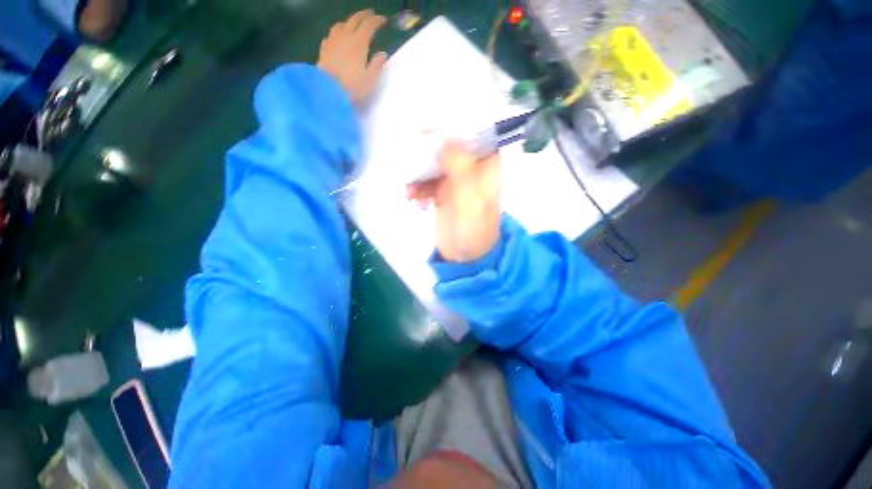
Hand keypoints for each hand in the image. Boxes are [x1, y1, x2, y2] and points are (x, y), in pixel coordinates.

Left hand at [317, 10, 387, 104]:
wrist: (327, 91)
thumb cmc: (352, 86)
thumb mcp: (370, 79)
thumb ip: (377, 65)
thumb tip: (382, 54)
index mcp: (359, 43)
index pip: (369, 25)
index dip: (376, 21)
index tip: (383, 20)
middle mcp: (345, 37)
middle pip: (354, 20)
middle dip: (364, 15)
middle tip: (370, 14)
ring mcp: (332, 42)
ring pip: (341, 25)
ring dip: (349, 22)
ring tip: (353, 25)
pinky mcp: (324, 50)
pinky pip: (331, 36)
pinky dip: (337, 33)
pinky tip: (337, 38)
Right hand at [407, 141, 501, 262]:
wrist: (465, 258)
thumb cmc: (474, 229)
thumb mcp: (471, 198)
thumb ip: (461, 167)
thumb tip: (448, 137)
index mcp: (486, 166)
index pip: (472, 135)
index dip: (451, 130)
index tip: (428, 135)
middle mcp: (471, 169)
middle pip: (447, 148)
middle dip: (427, 155)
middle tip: (413, 161)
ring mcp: (455, 181)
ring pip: (433, 164)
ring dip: (419, 176)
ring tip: (411, 193)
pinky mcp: (442, 193)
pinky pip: (426, 182)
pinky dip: (418, 189)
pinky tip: (415, 202)